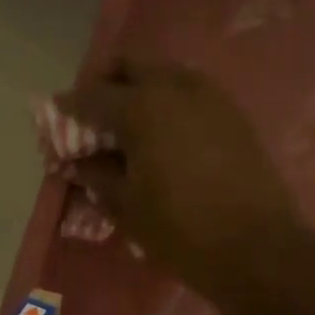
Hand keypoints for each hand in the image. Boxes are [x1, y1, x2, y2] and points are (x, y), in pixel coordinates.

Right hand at [57, 60, 302, 295]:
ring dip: (142, 90)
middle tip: (95, 113)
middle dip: (107, 84)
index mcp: (142, 106)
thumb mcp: (126, 205)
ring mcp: (211, 97)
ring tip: (130, 124)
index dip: (70, 106)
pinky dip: (170, 104)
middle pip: (132, 67)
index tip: (58, 113)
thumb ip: (97, 174)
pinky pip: (192, 95)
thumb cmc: (180, 229)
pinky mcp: (234, 115)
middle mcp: (176, 87)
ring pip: (165, 76)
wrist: (257, 248)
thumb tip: (80, 161)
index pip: (93, 96)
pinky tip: (165, 135)